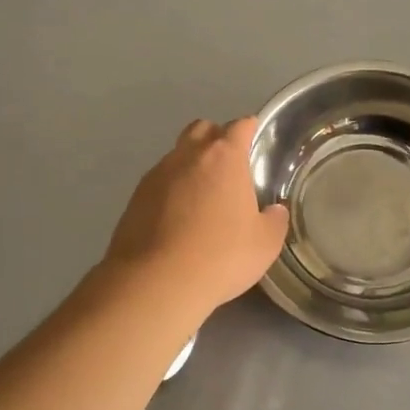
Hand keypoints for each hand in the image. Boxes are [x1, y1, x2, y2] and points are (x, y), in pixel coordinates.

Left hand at [105, 118, 288, 316]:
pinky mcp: (134, 198)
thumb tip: (274, 211)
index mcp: (224, 158)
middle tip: (229, 165)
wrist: (156, 281)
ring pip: (177, 155)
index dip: (249, 128)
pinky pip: (159, 182)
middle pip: (202, 129)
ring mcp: (156, 175)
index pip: (239, 127)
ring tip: (203, 195)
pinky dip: (171, 190)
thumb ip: (274, 221)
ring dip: (191, 165)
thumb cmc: (221, 256)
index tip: (255, 136)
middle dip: (216, 138)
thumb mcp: (265, 244)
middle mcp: (187, 156)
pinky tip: (179, 216)